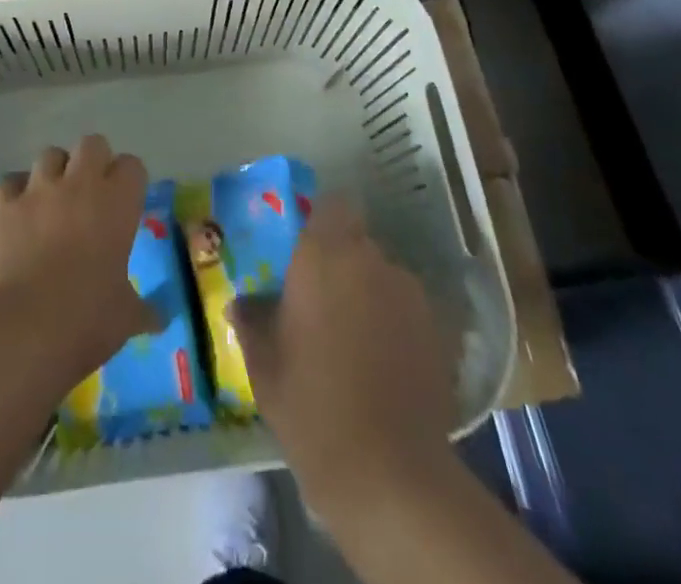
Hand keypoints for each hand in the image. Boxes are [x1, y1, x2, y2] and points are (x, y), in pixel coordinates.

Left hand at [0, 135, 156, 389]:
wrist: (20, 329)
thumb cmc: (85, 320)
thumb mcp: (125, 319)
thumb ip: (144, 310)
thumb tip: (161, 318)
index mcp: (117, 204)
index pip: (132, 166)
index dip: (129, 181)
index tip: (126, 203)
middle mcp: (79, 185)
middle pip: (92, 144)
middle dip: (93, 161)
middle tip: (91, 193)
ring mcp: (37, 191)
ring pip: (49, 155)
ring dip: (54, 172)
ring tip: (52, 200)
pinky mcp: (2, 205)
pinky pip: (10, 182)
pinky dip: (15, 192)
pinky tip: (17, 213)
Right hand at [231, 195, 455, 513]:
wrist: (388, 474)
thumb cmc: (311, 406)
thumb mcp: (264, 365)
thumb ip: (252, 322)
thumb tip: (241, 304)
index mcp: (324, 256)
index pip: (332, 205)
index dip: (322, 221)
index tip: (305, 249)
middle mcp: (371, 261)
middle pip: (358, 242)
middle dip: (342, 263)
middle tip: (322, 301)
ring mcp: (410, 296)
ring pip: (384, 277)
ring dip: (370, 293)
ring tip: (355, 339)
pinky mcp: (439, 332)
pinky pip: (408, 311)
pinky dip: (395, 325)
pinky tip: (383, 364)